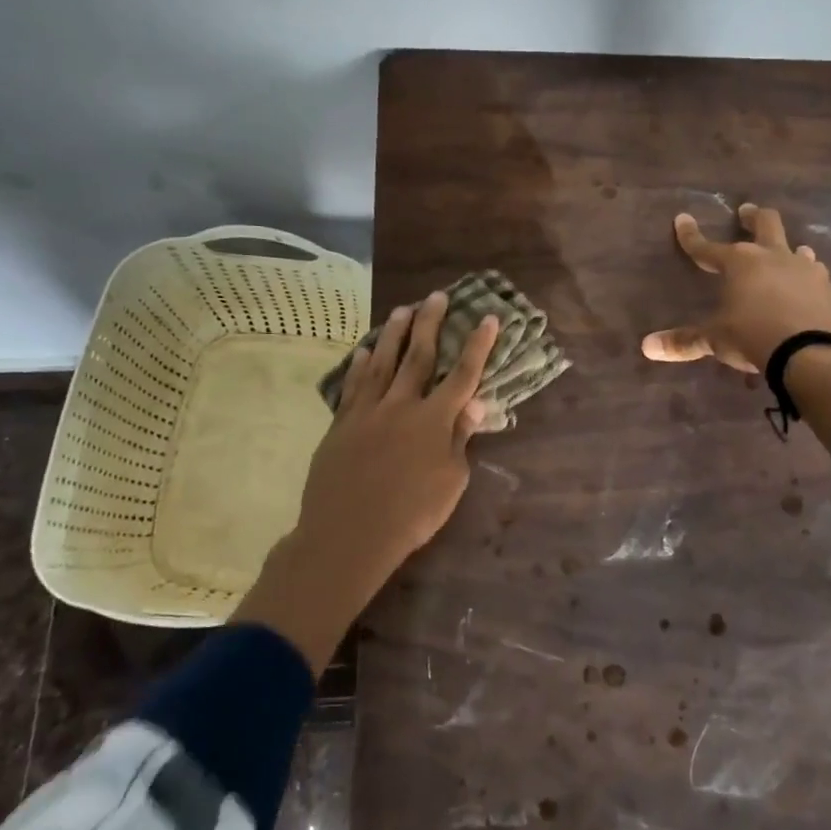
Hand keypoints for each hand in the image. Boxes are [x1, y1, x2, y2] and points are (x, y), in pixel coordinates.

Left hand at [235, 291, 498, 672]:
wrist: (350, 534)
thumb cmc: (412, 514)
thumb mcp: (451, 481)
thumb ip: (460, 438)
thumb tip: (475, 403)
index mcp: (435, 420)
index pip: (463, 374)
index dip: (478, 346)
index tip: (488, 318)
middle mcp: (402, 405)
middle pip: (419, 355)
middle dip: (431, 323)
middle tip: (436, 296)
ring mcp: (368, 411)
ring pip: (382, 362)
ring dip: (394, 333)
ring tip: (402, 310)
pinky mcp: (342, 423)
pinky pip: (353, 385)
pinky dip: (359, 365)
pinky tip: (363, 350)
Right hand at [641, 203, 830, 371]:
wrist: (810, 352)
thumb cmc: (752, 337)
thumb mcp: (714, 340)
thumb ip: (684, 341)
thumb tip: (648, 347)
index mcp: (740, 263)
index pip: (707, 247)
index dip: (691, 236)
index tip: (682, 220)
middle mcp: (773, 257)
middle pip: (765, 224)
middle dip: (753, 217)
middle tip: (747, 211)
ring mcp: (806, 270)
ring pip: (797, 248)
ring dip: (788, 249)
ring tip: (786, 253)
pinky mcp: (828, 290)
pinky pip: (816, 276)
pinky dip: (807, 278)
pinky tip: (808, 288)